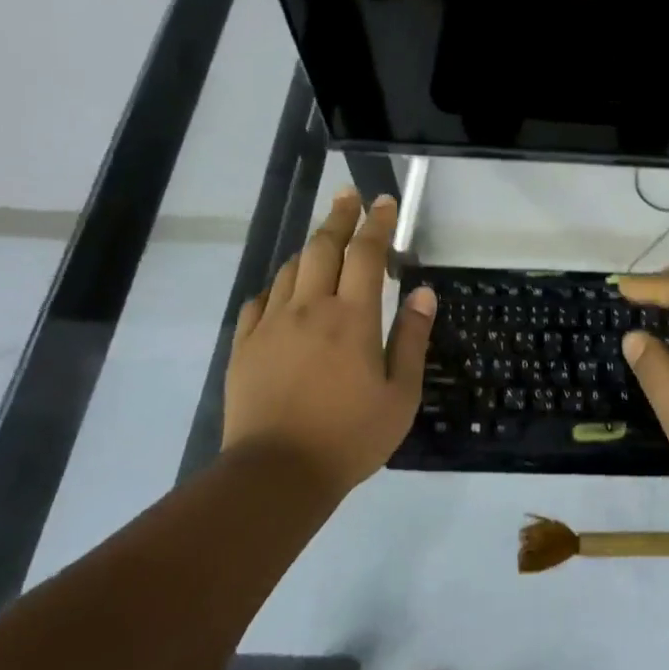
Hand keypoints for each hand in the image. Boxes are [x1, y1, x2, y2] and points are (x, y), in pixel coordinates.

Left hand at [223, 188, 436, 494]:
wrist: (275, 474)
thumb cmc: (349, 436)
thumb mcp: (400, 394)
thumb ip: (411, 339)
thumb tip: (423, 293)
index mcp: (352, 317)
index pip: (366, 254)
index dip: (377, 224)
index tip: (384, 202)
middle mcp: (309, 308)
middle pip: (323, 247)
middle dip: (339, 217)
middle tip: (348, 195)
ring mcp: (271, 325)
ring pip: (291, 270)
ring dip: (310, 247)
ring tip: (324, 239)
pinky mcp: (245, 347)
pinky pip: (260, 301)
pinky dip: (278, 286)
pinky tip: (284, 290)